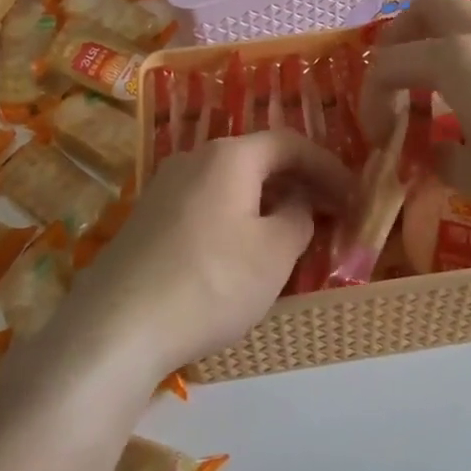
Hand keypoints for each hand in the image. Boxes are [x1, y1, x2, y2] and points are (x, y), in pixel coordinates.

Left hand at [64, 131, 351, 376]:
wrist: (116, 327)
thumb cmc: (210, 282)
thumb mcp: (274, 254)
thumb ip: (299, 218)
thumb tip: (297, 204)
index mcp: (230, 156)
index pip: (290, 143)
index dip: (328, 166)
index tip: (354, 195)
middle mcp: (194, 159)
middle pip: (258, 159)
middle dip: (299, 183)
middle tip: (330, 213)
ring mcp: (164, 188)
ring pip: (231, 184)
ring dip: (267, 202)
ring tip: (291, 234)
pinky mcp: (147, 219)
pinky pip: (206, 204)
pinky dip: (237, 217)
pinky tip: (242, 253)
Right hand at [359, 0, 470, 232]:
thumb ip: (441, 158)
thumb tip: (432, 149)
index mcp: (455, 60)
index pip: (390, 64)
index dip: (372, 98)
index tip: (379, 135)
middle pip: (427, 5)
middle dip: (401, 35)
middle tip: (400, 76)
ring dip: (445, 25)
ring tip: (444, 66)